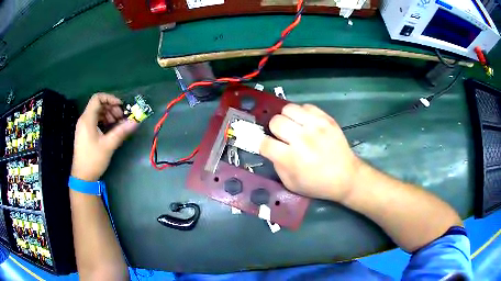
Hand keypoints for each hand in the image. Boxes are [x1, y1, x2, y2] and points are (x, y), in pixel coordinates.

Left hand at [71, 93, 137, 181]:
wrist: (82, 176)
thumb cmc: (93, 159)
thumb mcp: (108, 145)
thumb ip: (121, 131)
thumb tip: (135, 122)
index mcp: (87, 119)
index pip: (97, 98)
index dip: (110, 98)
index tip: (121, 106)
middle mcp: (84, 119)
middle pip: (98, 104)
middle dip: (111, 108)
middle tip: (121, 117)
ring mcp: (83, 126)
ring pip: (97, 112)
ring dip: (108, 114)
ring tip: (117, 124)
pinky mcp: (84, 133)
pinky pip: (95, 120)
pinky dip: (103, 121)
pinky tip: (110, 129)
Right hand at [259, 104, 361, 201]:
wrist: (346, 177)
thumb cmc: (317, 184)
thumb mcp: (290, 183)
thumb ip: (276, 165)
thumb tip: (270, 148)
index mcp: (291, 158)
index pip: (265, 142)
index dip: (263, 144)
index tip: (268, 146)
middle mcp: (302, 139)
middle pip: (275, 122)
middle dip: (274, 130)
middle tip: (282, 136)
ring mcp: (315, 126)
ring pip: (288, 109)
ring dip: (287, 118)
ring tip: (293, 126)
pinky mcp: (326, 119)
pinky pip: (306, 106)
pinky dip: (302, 114)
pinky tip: (306, 123)